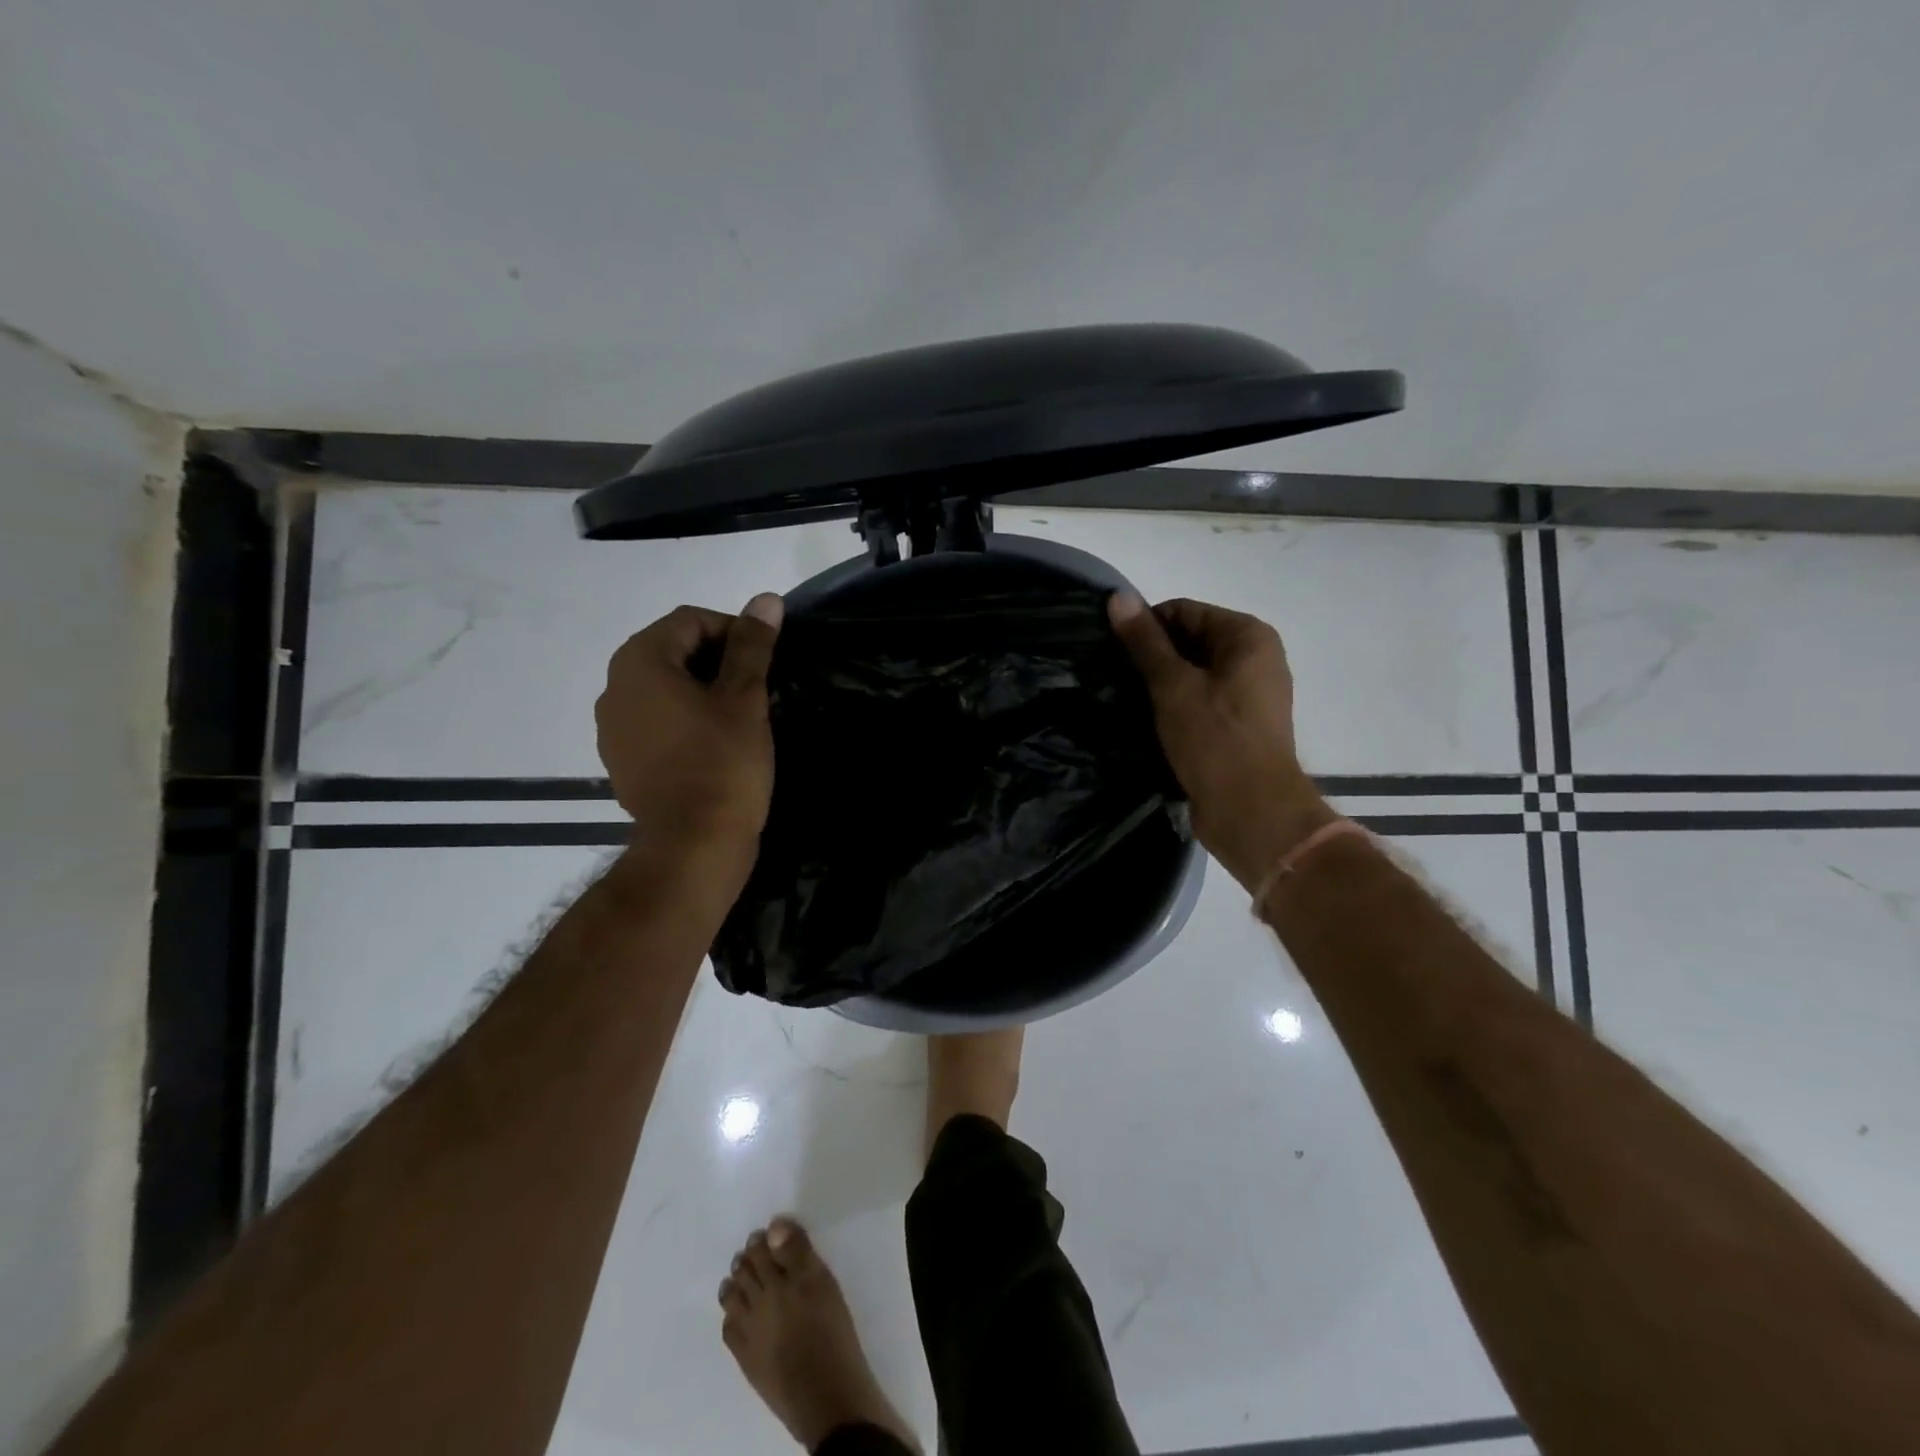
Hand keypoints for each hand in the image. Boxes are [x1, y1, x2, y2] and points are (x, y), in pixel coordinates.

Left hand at [596, 594, 783, 886]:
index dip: (732, 629)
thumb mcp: (744, 698)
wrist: (693, 845)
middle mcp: (614, 688)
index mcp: (639, 662)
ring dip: (700, 689)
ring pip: (663, 688)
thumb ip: (752, 646)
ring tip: (739, 715)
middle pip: (671, 651)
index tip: (764, 658)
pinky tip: (714, 743)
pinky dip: (684, 719)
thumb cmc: (722, 763)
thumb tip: (766, 599)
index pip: (688, 620)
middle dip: (717, 659)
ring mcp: (613, 728)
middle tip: (756, 686)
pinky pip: (655, 721)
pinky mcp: (622, 760)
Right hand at [1109, 593, 1336, 890]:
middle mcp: (1257, 658)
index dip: (1146, 627)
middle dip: (1153, 657)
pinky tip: (1149, 723)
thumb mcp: (1172, 686)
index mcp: (1248, 636)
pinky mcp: (1240, 726)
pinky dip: (1176, 707)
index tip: (1112, 653)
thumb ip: (1145, 641)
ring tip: (1128, 702)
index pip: (1184, 611)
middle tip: (1115, 679)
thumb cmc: (1215, 740)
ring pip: (1193, 674)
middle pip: (1190, 641)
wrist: (1253, 813)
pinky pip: (1201, 702)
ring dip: (1161, 685)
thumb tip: (1118, 596)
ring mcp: (1251, 694)